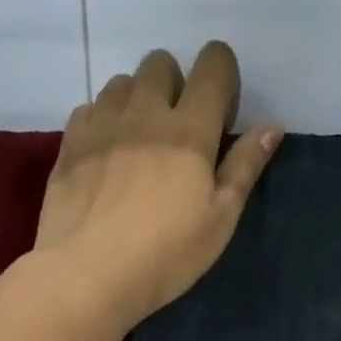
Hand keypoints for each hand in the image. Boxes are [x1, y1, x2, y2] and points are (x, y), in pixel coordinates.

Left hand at [35, 42, 283, 331]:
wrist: (86, 276)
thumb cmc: (164, 256)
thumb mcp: (219, 221)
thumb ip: (244, 168)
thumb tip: (271, 125)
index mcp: (189, 130)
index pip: (213, 67)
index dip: (224, 77)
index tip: (221, 118)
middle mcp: (143, 113)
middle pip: (161, 63)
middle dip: (176, 85)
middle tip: (179, 133)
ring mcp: (101, 124)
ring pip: (122, 82)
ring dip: (138, 100)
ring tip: (140, 143)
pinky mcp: (69, 144)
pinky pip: (90, 108)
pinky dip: (104, 120)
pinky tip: (107, 156)